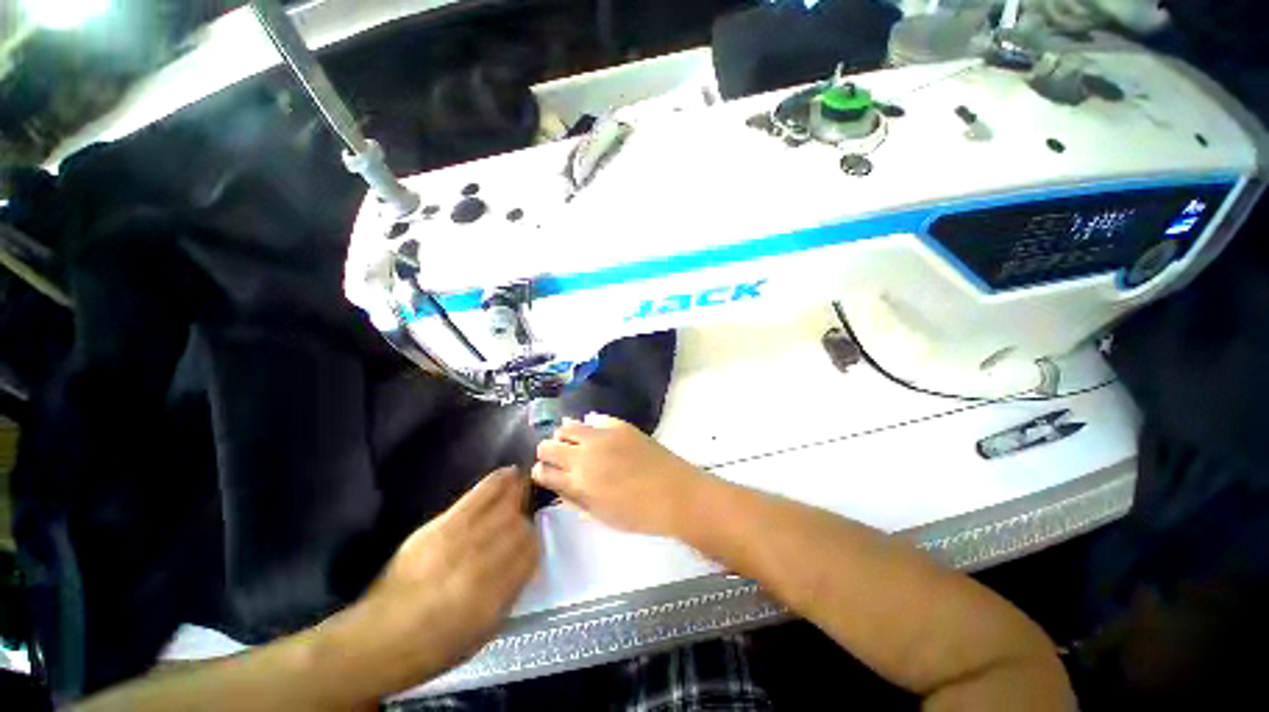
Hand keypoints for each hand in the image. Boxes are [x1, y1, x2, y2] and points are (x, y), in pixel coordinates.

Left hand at [329, 467, 539, 694]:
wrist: (380, 637)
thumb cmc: (434, 645)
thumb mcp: (483, 632)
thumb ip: (511, 592)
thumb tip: (527, 562)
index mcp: (496, 595)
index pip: (531, 552)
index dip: (534, 545)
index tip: (529, 545)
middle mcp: (484, 564)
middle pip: (520, 527)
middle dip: (525, 523)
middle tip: (523, 522)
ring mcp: (464, 541)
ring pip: (506, 507)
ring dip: (518, 495)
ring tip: (525, 486)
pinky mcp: (445, 525)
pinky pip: (481, 494)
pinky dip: (499, 481)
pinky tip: (510, 472)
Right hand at [532, 413, 711, 536]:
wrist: (675, 494)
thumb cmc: (638, 514)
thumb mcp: (600, 516)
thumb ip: (574, 499)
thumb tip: (558, 486)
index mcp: (578, 482)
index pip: (544, 471)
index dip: (541, 472)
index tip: (545, 473)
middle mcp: (584, 454)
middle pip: (548, 445)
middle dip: (548, 452)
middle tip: (558, 458)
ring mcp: (602, 435)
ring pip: (567, 426)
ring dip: (565, 435)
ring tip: (575, 443)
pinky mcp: (620, 425)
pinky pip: (595, 418)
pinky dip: (590, 426)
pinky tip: (597, 434)